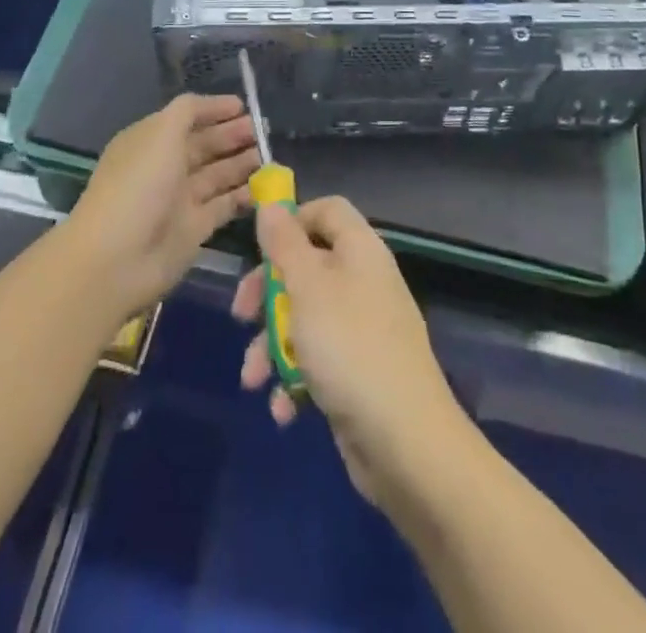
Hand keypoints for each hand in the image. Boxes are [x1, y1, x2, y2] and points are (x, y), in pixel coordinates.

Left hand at [71, 94, 258, 319]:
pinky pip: (224, 205)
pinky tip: (266, 186)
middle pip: (204, 145)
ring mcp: (179, 199)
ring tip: (269, 154)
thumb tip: (212, 105)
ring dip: (242, 163)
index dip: (213, 110)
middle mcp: (165, 167)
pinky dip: (244, 195)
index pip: (186, 118)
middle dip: (233, 135)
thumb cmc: (140, 186)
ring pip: (217, 174)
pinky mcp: (194, 229)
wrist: (118, 259)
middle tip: (263, 130)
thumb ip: (188, 112)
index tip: (243, 106)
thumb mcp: (161, 133)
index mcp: (151, 141)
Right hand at [232, 197, 467, 505]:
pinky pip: (317, 361)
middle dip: (268, 293)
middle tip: (241, 315)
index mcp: (360, 250)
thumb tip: (271, 204)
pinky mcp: (358, 372)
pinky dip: (295, 380)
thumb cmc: (349, 347)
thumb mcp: (307, 287)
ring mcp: (363, 329)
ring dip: (272, 346)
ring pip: (305, 318)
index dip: (293, 221)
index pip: (327, 210)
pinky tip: (284, 409)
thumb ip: (285, 244)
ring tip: (253, 379)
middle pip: (307, 266)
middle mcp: (363, 281)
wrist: (404, 442)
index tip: (260, 247)